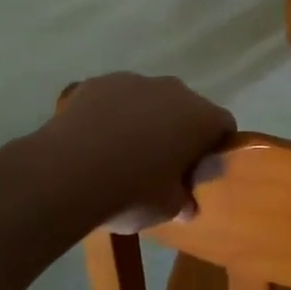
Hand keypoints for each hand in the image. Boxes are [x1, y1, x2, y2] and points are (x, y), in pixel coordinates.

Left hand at [48, 74, 235, 231]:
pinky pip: (115, 98)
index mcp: (199, 117)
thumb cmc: (131, 191)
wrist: (67, 171)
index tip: (197, 170)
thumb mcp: (165, 209)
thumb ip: (182, 201)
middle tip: (160, 164)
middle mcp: (173, 90)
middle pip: (186, 108)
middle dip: (178, 130)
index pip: (223, 125)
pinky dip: (111, 114)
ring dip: (144, 119)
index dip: (214, 147)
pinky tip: (94, 140)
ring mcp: (134, 80)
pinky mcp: (99, 82)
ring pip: (149, 99)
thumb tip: (187, 205)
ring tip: (121, 153)